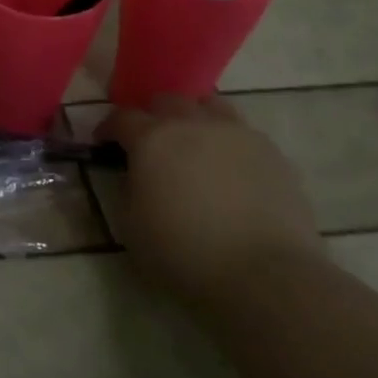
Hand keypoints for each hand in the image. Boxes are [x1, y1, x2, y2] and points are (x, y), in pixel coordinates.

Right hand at [95, 95, 322, 305]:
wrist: (265, 275)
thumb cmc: (184, 253)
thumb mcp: (131, 225)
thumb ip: (128, 188)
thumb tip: (135, 174)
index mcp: (152, 139)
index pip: (122, 117)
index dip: (109, 127)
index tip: (104, 142)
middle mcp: (193, 124)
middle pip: (167, 101)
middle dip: (153, 116)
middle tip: (150, 142)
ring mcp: (237, 134)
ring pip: (209, 106)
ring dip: (194, 119)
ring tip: (193, 145)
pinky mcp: (273, 153)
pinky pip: (242, 133)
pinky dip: (228, 142)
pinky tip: (229, 170)